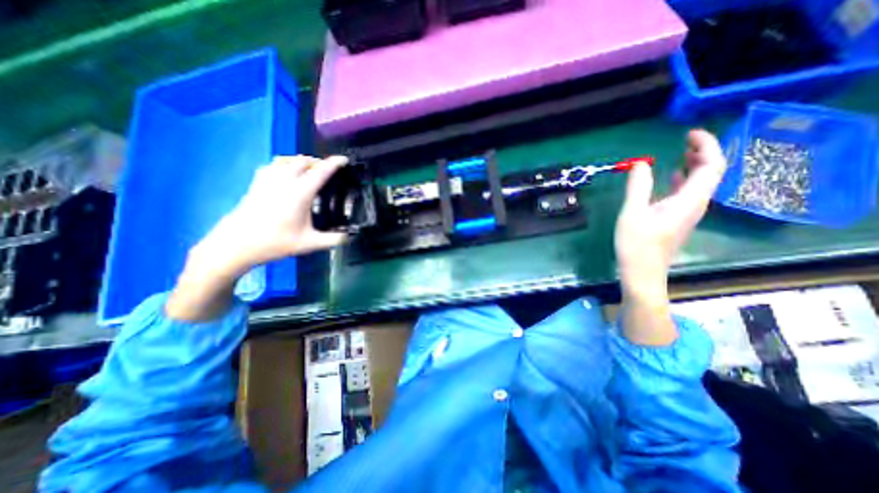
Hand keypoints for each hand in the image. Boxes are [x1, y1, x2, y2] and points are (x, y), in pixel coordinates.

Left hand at [193, 153, 350, 276]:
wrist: (237, 244)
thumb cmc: (275, 242)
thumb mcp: (310, 244)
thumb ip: (334, 240)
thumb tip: (351, 237)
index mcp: (300, 193)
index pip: (321, 171)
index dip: (334, 163)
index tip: (344, 159)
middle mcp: (285, 181)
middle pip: (304, 161)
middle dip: (319, 161)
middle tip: (329, 170)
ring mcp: (268, 180)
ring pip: (287, 160)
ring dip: (302, 161)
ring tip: (310, 169)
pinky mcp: (257, 183)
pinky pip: (273, 165)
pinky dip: (285, 164)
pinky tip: (286, 173)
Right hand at [612, 131, 724, 344]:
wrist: (642, 272)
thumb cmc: (636, 244)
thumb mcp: (632, 213)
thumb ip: (638, 187)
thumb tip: (641, 163)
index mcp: (689, 201)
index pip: (712, 166)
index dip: (706, 146)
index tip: (689, 134)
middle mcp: (696, 204)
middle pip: (711, 172)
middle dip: (702, 152)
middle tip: (684, 140)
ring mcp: (688, 213)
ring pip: (701, 182)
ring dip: (694, 164)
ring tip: (679, 153)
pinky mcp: (678, 219)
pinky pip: (689, 192)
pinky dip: (684, 179)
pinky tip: (671, 177)